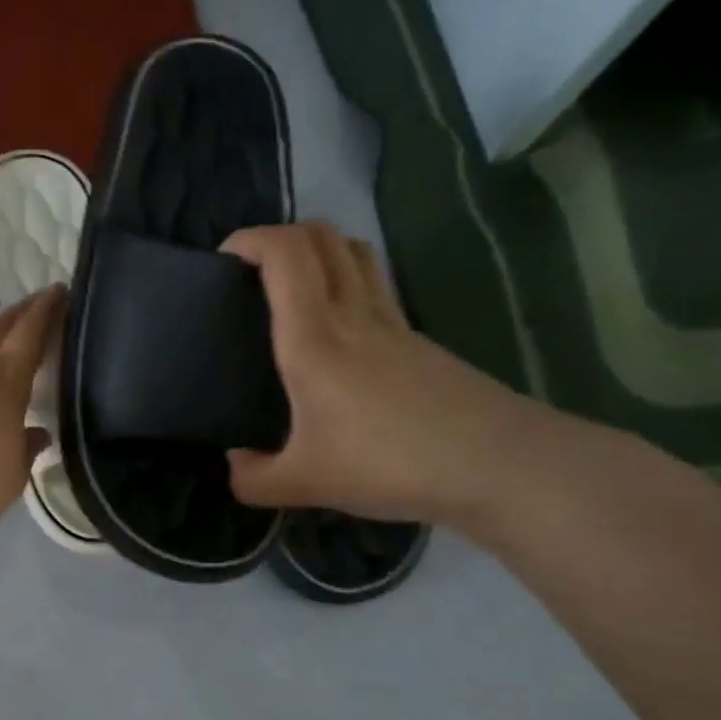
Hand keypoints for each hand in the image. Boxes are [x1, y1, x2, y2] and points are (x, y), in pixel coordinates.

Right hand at [222, 222, 541, 525]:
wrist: (497, 465)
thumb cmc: (388, 464)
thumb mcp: (304, 484)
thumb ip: (254, 478)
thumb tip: (235, 465)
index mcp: (314, 338)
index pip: (285, 254)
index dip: (250, 239)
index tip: (223, 258)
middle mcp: (353, 315)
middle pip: (323, 236)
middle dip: (281, 235)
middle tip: (252, 270)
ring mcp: (392, 323)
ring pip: (355, 253)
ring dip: (318, 251)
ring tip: (291, 287)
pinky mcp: (418, 340)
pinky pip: (374, 287)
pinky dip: (345, 283)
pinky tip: (335, 333)